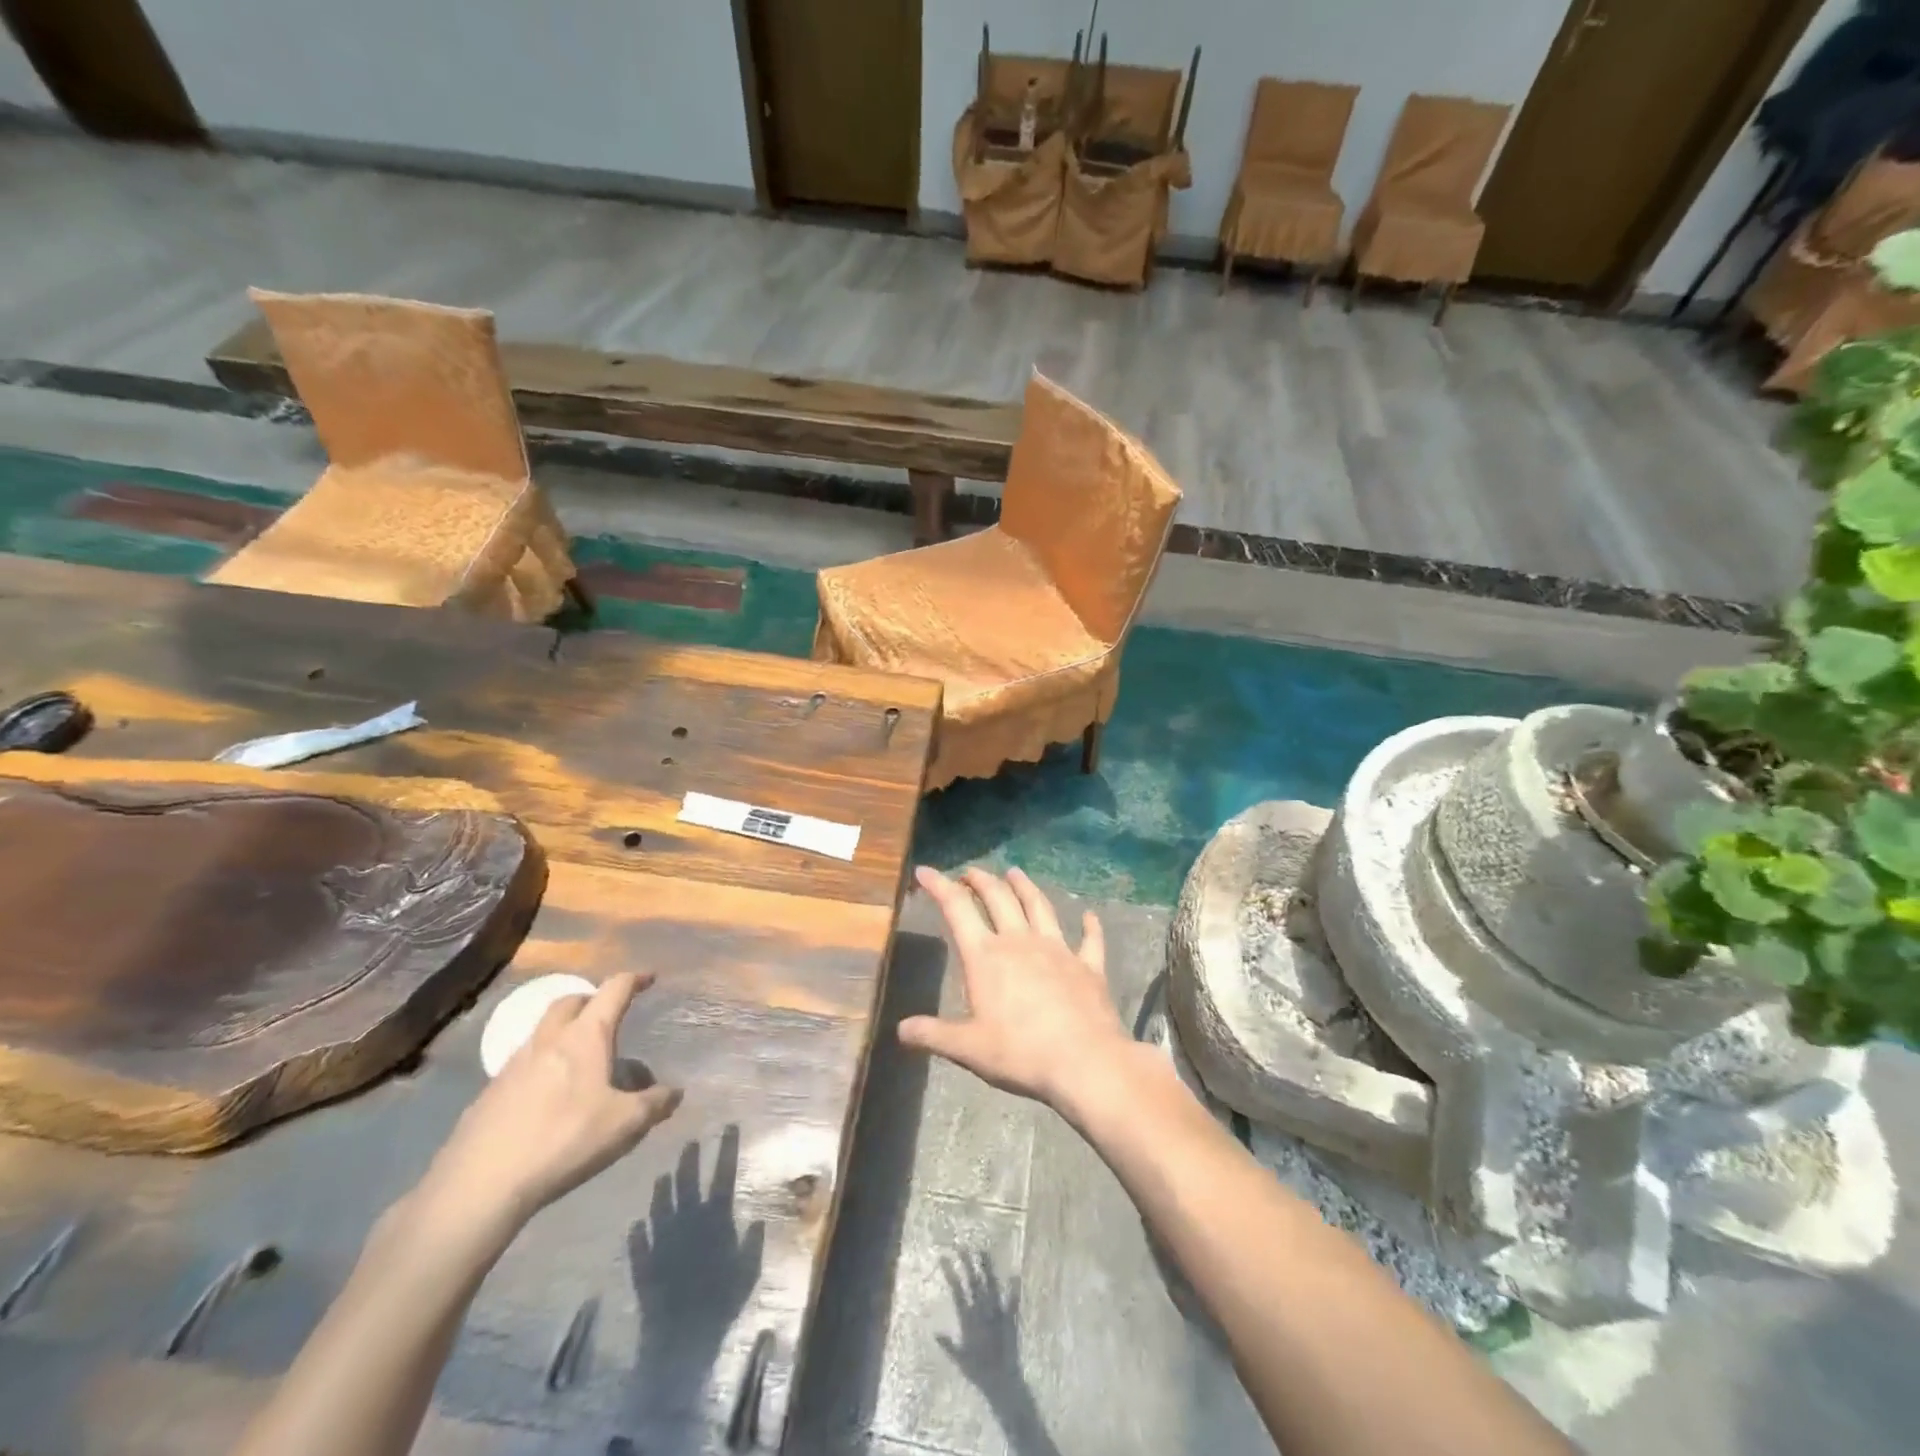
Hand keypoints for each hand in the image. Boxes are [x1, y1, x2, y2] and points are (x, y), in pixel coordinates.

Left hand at [422, 972, 681, 1230]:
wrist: (479, 1185)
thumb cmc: (564, 1141)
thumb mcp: (625, 1125)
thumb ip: (654, 1104)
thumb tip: (673, 1093)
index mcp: (585, 1037)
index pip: (613, 991)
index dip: (634, 979)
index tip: (649, 977)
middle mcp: (548, 1041)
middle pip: (570, 1002)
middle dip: (592, 1000)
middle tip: (608, 1015)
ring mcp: (512, 1066)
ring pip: (542, 1032)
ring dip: (563, 1032)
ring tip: (580, 1059)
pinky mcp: (488, 1095)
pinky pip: (522, 1065)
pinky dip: (541, 1065)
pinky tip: (547, 1098)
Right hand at [899, 866, 1134, 1113]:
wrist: (1085, 1061)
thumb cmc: (1020, 1053)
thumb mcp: (968, 1048)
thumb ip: (934, 1034)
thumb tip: (901, 1029)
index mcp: (986, 956)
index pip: (957, 909)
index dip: (939, 886)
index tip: (924, 871)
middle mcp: (1020, 941)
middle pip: (998, 898)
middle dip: (981, 880)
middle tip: (970, 872)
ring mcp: (1058, 949)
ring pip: (1039, 906)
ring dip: (1025, 887)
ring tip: (1015, 872)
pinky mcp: (1088, 965)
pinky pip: (1089, 939)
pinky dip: (1089, 925)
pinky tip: (1090, 916)